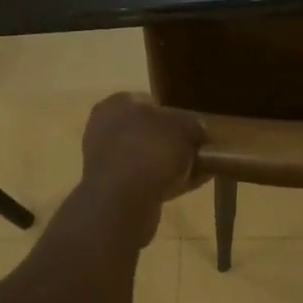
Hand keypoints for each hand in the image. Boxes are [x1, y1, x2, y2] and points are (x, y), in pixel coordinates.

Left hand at [80, 94, 205, 240]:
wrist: (122, 201)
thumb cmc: (151, 150)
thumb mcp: (184, 128)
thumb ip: (193, 125)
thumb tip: (199, 130)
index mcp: (116, 104)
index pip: (148, 101)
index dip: (174, 113)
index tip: (193, 127)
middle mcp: (104, 129)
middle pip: (147, 132)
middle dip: (171, 141)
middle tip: (196, 150)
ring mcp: (104, 162)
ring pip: (146, 158)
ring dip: (169, 164)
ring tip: (198, 171)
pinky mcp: (111, 190)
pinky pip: (143, 181)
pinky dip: (163, 183)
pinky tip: (188, 187)